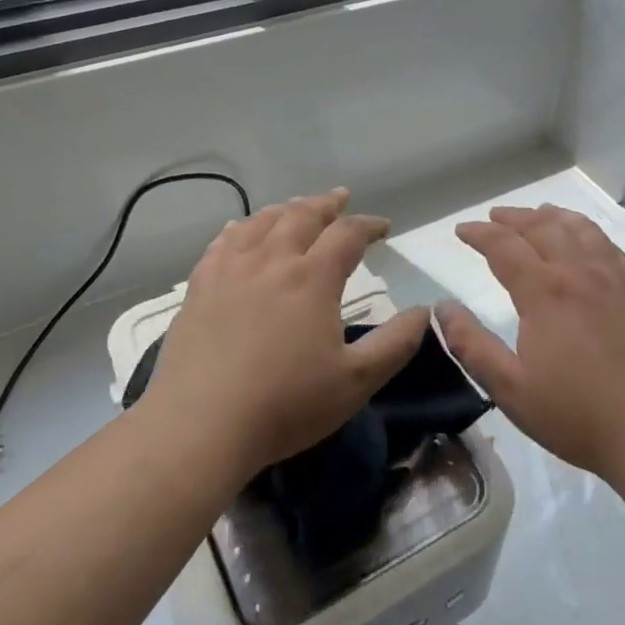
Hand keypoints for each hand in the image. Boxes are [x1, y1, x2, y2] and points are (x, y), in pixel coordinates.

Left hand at [144, 187, 430, 480]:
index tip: (383, 227)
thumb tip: (424, 311)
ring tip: (297, 207)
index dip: (369, 224)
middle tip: (340, 198)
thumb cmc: (285, 405)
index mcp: (312, 278)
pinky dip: (241, 228)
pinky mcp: (200, 286)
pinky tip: (242, 229)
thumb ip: (395, 344)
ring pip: (262, 222)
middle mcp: (272, 260)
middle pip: (302, 215)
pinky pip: (223, 242)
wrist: (200, 426)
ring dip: (286, 209)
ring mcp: (231, 270)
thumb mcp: (355, 382)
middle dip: (327, 204)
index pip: (347, 234)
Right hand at [439, 204, 624, 486]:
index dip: (480, 234)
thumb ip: (472, 345)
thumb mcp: (511, 390)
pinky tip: (584, 239)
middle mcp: (580, 272)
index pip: (505, 246)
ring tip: (537, 214)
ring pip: (579, 229)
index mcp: (545, 292)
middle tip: (493, 217)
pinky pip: (609, 245)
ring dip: (551, 216)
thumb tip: (442, 308)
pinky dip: (587, 230)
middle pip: (542, 228)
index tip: (462, 230)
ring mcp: (615, 278)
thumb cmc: (578, 416)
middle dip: (513, 218)